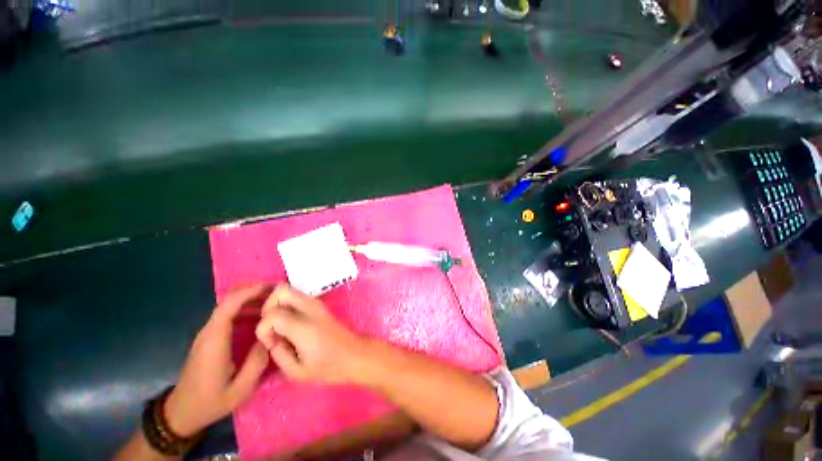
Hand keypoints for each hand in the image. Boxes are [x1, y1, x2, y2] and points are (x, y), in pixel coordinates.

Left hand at [164, 285, 270, 436]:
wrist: (181, 413)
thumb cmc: (210, 402)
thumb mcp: (239, 390)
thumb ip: (257, 363)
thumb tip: (271, 338)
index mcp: (215, 340)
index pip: (229, 305)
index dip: (250, 292)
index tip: (272, 288)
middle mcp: (209, 332)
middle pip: (229, 300)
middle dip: (253, 291)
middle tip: (277, 292)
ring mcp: (207, 334)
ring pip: (228, 305)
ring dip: (251, 298)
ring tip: (273, 301)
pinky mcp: (209, 337)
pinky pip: (228, 314)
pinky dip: (245, 307)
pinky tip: (260, 314)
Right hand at [254, 284, 368, 384]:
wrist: (354, 354)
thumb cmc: (328, 367)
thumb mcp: (297, 372)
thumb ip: (278, 353)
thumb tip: (271, 338)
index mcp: (304, 326)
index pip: (272, 314)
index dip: (264, 330)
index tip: (272, 344)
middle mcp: (311, 308)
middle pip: (281, 290)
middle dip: (268, 307)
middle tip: (271, 328)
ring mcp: (317, 303)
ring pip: (289, 290)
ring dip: (277, 305)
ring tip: (280, 328)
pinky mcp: (319, 304)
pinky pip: (297, 297)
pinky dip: (287, 306)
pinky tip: (290, 325)